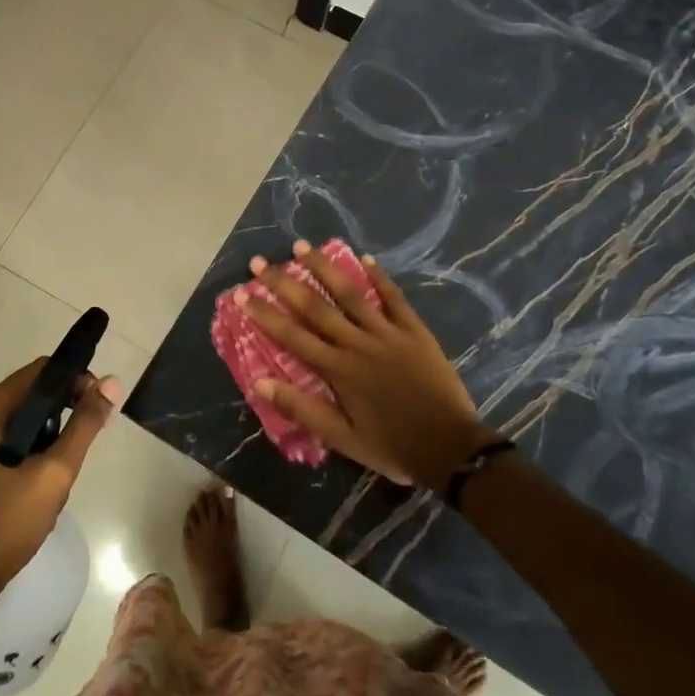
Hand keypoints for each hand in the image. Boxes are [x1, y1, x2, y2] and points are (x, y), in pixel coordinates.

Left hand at [0, 358, 121, 609]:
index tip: (99, 406)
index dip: (76, 380)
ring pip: (24, 417)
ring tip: (65, 466)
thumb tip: (112, 382)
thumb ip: (85, 424)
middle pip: (32, 392)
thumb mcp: (55, 472)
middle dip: (65, 410)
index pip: (41, 371)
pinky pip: (11, 436)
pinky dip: (34, 446)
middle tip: (89, 439)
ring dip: (51, 432)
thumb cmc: (7, 523)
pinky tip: (45, 477)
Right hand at [241, 242, 497, 490]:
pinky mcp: (415, 331)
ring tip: (303, 246)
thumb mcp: (343, 439)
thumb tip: (261, 383)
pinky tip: (364, 258)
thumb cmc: (393, 447)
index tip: (242, 293)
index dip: (265, 313)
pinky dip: (379, 277)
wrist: (452, 449)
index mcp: (338, 370)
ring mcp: (388, 333)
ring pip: (351, 293)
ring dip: (325, 268)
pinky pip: (393, 298)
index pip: (292, 335)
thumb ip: (303, 409)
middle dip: (284, 282)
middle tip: (260, 262)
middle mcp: (358, 343)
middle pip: (315, 306)